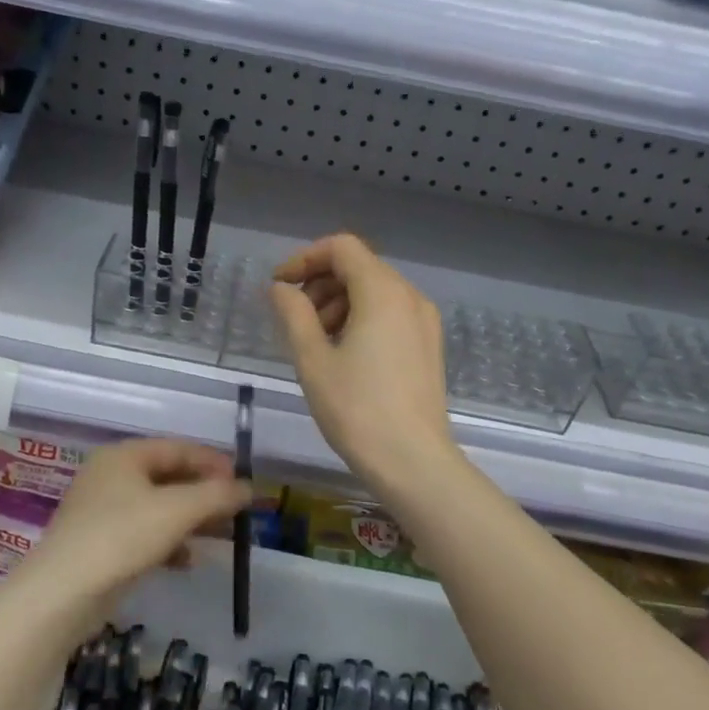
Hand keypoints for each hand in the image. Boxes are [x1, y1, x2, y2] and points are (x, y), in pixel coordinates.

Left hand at [20, 439, 251, 609]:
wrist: (63, 592)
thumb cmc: (122, 536)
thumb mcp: (177, 510)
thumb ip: (217, 495)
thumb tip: (249, 488)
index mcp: (124, 456)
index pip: (178, 448)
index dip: (213, 462)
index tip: (242, 482)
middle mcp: (111, 476)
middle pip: (169, 477)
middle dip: (204, 494)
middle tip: (235, 511)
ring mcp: (102, 510)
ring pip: (158, 507)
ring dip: (190, 520)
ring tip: (219, 536)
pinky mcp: (100, 543)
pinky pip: (144, 533)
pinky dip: (169, 542)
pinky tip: (187, 561)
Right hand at [270, 234, 458, 491]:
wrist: (412, 461)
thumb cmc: (356, 410)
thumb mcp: (312, 359)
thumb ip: (293, 313)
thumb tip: (280, 288)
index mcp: (383, 292)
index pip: (341, 248)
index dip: (304, 259)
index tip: (279, 286)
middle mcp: (410, 296)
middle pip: (359, 267)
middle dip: (321, 284)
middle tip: (295, 320)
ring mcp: (425, 321)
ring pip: (375, 291)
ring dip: (339, 303)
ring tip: (316, 342)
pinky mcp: (428, 345)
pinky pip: (391, 314)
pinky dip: (362, 319)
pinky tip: (344, 355)